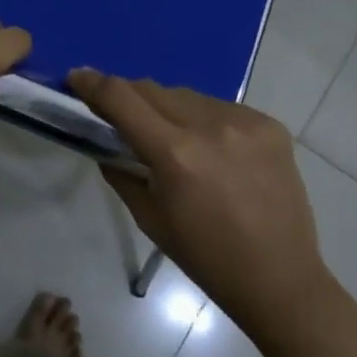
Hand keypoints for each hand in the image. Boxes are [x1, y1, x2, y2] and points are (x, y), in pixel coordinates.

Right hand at [69, 70, 331, 328]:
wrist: (281, 280)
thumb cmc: (206, 258)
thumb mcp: (150, 218)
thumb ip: (121, 171)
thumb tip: (104, 143)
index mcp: (175, 154)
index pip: (121, 98)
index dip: (93, 83)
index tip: (76, 77)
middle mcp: (209, 127)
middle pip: (152, 89)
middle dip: (129, 97)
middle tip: (120, 114)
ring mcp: (244, 122)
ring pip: (186, 95)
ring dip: (168, 108)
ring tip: (172, 137)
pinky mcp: (269, 125)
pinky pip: (220, 107)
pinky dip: (204, 119)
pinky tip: (211, 148)